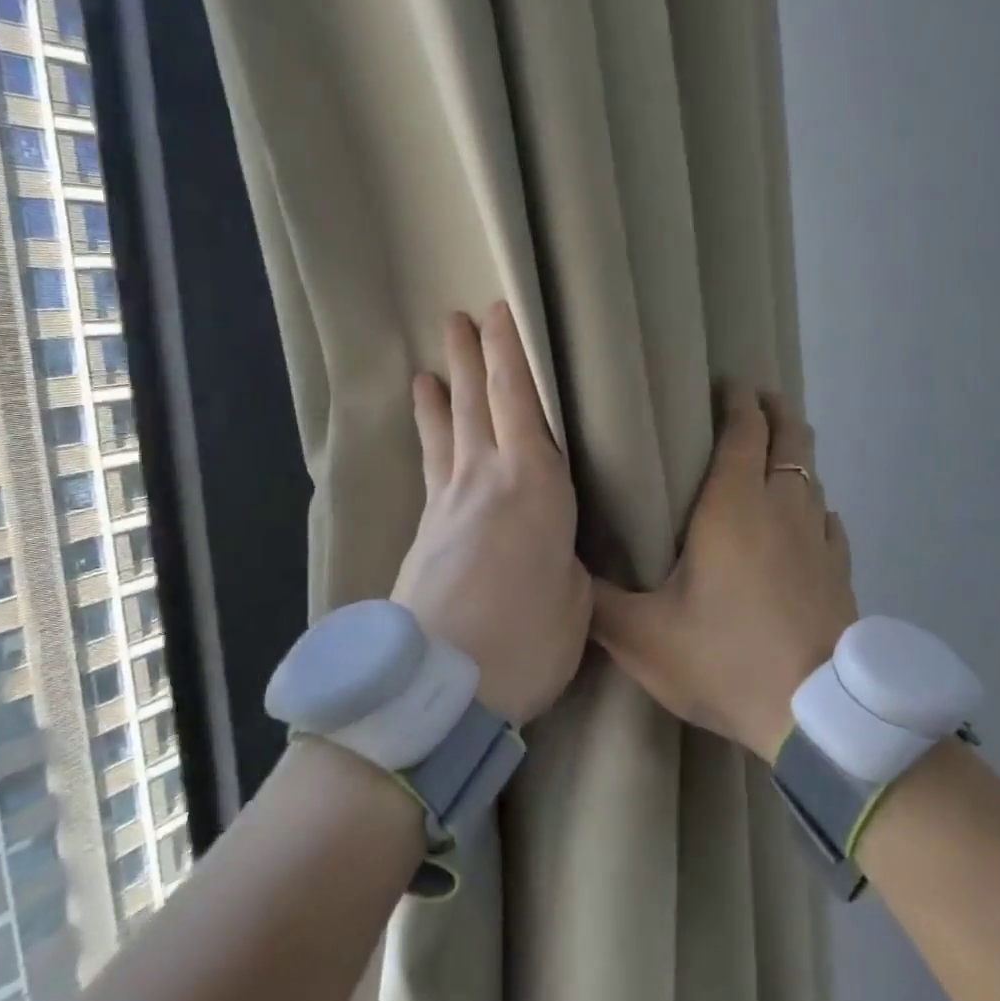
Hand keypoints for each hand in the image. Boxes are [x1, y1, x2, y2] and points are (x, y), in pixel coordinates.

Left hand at [392, 303, 590, 724]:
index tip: (499, 312)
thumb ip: (567, 559)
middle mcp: (485, 478)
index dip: (509, 352)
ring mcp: (447, 505)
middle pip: (475, 403)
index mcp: (534, 481)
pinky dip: (430, 444)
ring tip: (427, 370)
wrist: (436, 688)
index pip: (519, 399)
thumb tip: (557, 550)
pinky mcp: (424, 535)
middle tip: (458, 319)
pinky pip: (432, 471)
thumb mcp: (575, 595)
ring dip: (441, 396)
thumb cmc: (526, 637)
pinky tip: (429, 443)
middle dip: (470, 358)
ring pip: (446, 434)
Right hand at [592, 387, 857, 759]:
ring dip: (796, 456)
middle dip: (777, 411)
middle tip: (762, 398)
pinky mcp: (840, 570)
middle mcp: (782, 506)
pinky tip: (810, 520)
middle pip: (790, 438)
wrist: (812, 711)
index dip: (740, 402)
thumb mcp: (644, 636)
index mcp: (734, 505)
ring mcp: (818, 537)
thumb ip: (598, 603)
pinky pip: (829, 522)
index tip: (732, 384)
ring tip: (778, 454)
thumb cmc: (725, 656)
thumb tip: (560, 575)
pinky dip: (816, 507)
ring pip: (812, 477)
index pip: (745, 432)